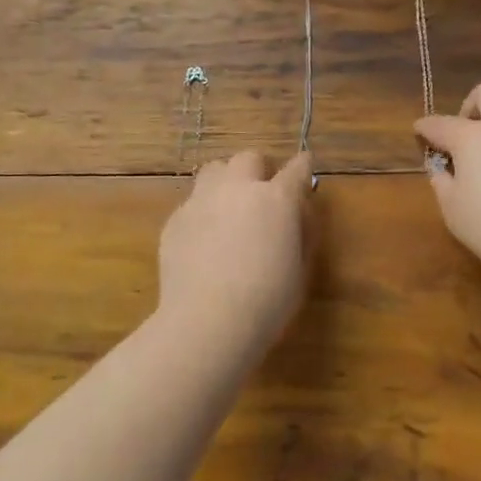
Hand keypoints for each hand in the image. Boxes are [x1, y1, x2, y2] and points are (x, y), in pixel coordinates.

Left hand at [157, 151, 313, 355]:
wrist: (207, 322)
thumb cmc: (267, 302)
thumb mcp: (300, 269)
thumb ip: (300, 233)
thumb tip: (297, 213)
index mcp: (276, 199)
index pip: (296, 169)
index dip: (303, 166)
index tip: (304, 166)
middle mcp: (238, 189)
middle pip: (249, 158)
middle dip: (259, 169)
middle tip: (263, 191)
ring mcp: (202, 201)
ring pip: (214, 170)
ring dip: (227, 181)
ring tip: (229, 207)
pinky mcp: (176, 219)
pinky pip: (192, 203)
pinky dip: (203, 212)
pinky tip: (204, 240)